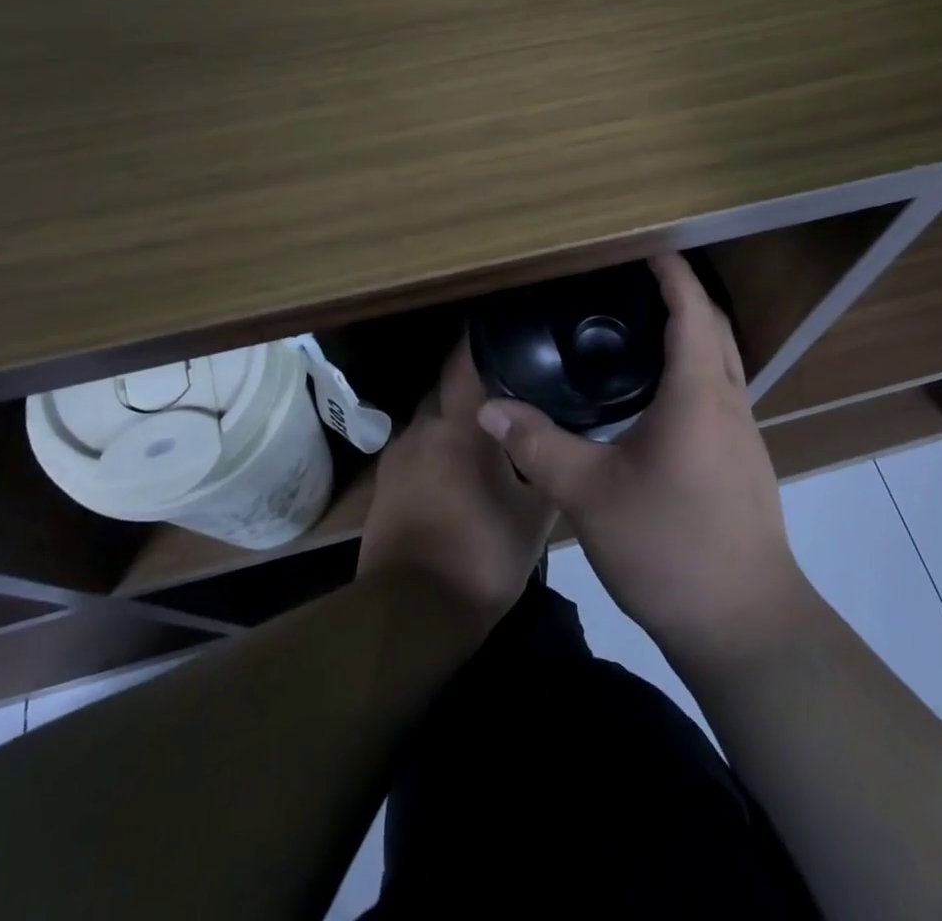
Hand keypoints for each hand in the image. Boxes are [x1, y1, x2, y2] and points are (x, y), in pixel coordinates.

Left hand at [358, 337, 555, 629]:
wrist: (411, 614)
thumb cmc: (482, 557)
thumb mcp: (535, 517)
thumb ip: (546, 469)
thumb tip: (557, 441)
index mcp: (460, 426)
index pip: (464, 362)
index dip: (479, 339)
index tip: (500, 326)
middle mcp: (423, 428)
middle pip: (446, 389)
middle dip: (471, 385)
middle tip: (506, 388)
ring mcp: (398, 455)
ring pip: (430, 421)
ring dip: (452, 421)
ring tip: (482, 432)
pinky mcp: (384, 484)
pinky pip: (416, 449)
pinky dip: (435, 449)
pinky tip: (454, 469)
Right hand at [475, 253, 808, 666]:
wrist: (745, 626)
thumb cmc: (670, 548)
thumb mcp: (592, 495)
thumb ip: (540, 447)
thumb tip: (490, 410)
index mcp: (700, 395)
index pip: (692, 311)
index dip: (673, 273)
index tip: (646, 245)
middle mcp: (730, 403)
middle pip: (715, 328)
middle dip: (683, 294)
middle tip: (635, 281)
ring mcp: (743, 435)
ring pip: (723, 361)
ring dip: (693, 331)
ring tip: (641, 327)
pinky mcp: (743, 462)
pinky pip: (720, 392)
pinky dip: (695, 368)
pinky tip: (658, 394)